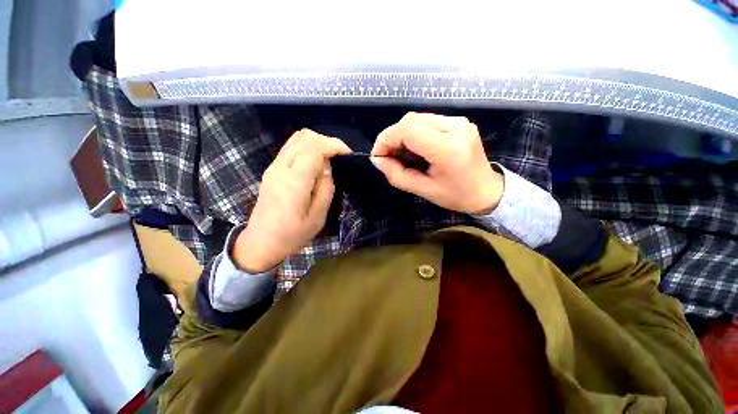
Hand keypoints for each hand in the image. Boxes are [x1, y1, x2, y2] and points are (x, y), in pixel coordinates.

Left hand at [233, 129, 350, 272]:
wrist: (261, 242)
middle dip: (327, 141)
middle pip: (305, 137)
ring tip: (330, 157)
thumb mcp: (318, 217)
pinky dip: (307, 147)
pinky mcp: (271, 170)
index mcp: (294, 182)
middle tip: (340, 155)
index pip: (315, 148)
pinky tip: (315, 162)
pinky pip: (290, 147)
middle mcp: (281, 168)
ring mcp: (273, 167)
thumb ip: (326, 188)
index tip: (348, 154)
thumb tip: (327, 167)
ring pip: (296, 139)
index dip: (334, 145)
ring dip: (317, 142)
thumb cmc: (292, 234)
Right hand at [371, 112, 503, 214]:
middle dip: (392, 137)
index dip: (386, 139)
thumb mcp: (423, 190)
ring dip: (402, 135)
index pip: (408, 130)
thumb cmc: (456, 195)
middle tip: (388, 157)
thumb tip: (377, 160)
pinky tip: (415, 149)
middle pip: (410, 120)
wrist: (486, 190)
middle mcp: (455, 127)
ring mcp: (459, 121)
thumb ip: (397, 175)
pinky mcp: (458, 122)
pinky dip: (414, 133)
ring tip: (401, 154)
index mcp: (448, 148)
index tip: (378, 156)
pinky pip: (427, 121)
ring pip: (417, 118)